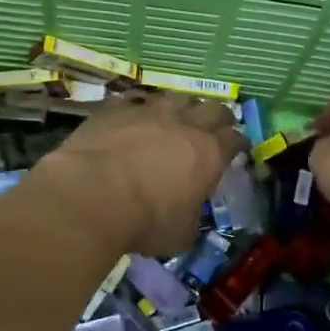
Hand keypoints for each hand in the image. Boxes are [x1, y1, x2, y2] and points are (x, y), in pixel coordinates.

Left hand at [26, 96, 244, 255]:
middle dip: (218, 117)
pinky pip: (135, 100)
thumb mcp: (181, 234)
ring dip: (182, 106)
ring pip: (176, 96)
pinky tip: (135, 115)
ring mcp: (149, 110)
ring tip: (177, 116)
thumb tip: (187, 212)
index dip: (238, 144)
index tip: (236, 150)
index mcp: (208, 154)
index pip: (235, 139)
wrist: (91, 195)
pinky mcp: (116, 108)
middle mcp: (184, 124)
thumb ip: (191, 215)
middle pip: (213, 108)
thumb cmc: (145, 221)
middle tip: (214, 127)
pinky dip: (140, 108)